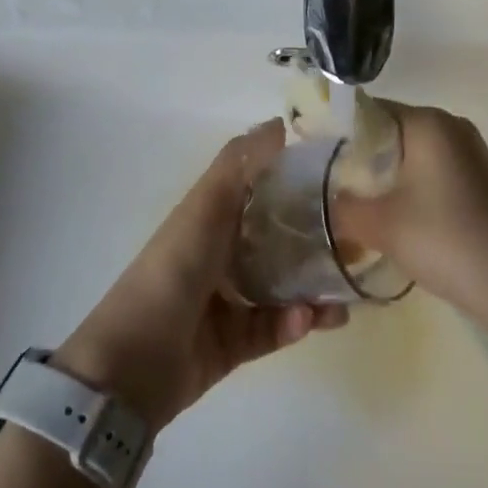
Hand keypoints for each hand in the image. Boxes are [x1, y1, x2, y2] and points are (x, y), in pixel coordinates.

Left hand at [55, 120, 346, 432]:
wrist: (130, 365)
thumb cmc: (171, 271)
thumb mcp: (205, 207)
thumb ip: (240, 164)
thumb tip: (281, 123)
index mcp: (213, 216)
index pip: (261, 188)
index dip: (296, 179)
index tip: (339, 176)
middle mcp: (222, 252)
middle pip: (278, 238)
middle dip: (316, 238)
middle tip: (358, 239)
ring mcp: (228, 299)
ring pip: (283, 286)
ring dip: (314, 288)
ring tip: (344, 293)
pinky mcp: (234, 343)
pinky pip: (274, 328)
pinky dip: (294, 323)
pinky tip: (309, 320)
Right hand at [333, 102, 487, 330]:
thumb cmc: (446, 240)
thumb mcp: (381, 225)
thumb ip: (342, 207)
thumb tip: (326, 200)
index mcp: (426, 121)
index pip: (367, 111)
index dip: (337, 133)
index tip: (313, 159)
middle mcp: (449, 125)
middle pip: (388, 130)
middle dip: (358, 158)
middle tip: (329, 186)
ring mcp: (468, 150)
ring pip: (409, 152)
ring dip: (382, 175)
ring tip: (354, 204)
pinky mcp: (478, 177)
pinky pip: (430, 169)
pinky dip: (407, 185)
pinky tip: (393, 215)